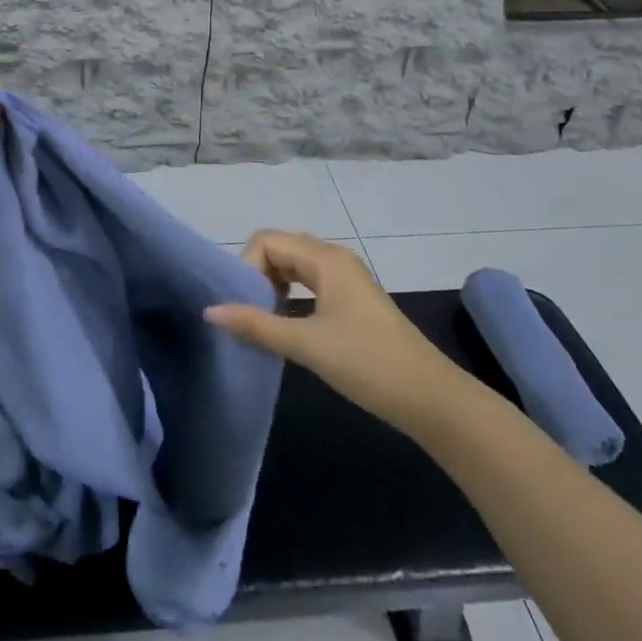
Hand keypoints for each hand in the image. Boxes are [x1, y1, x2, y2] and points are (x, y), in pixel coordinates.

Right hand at [205, 231, 463, 425]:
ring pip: (295, 265)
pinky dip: (291, 294)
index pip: (267, 241)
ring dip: (273, 284)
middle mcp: (335, 258)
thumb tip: (210, 311)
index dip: (247, 266)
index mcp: (325, 259)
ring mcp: (347, 279)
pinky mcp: (353, 300)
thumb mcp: (307, 344)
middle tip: (248, 312)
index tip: (243, 305)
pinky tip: (288, 323)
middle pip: (280, 247)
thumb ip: (257, 325)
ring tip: (263, 318)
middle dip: (257, 273)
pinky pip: (310, 281)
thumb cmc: (368, 364)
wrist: (431, 399)